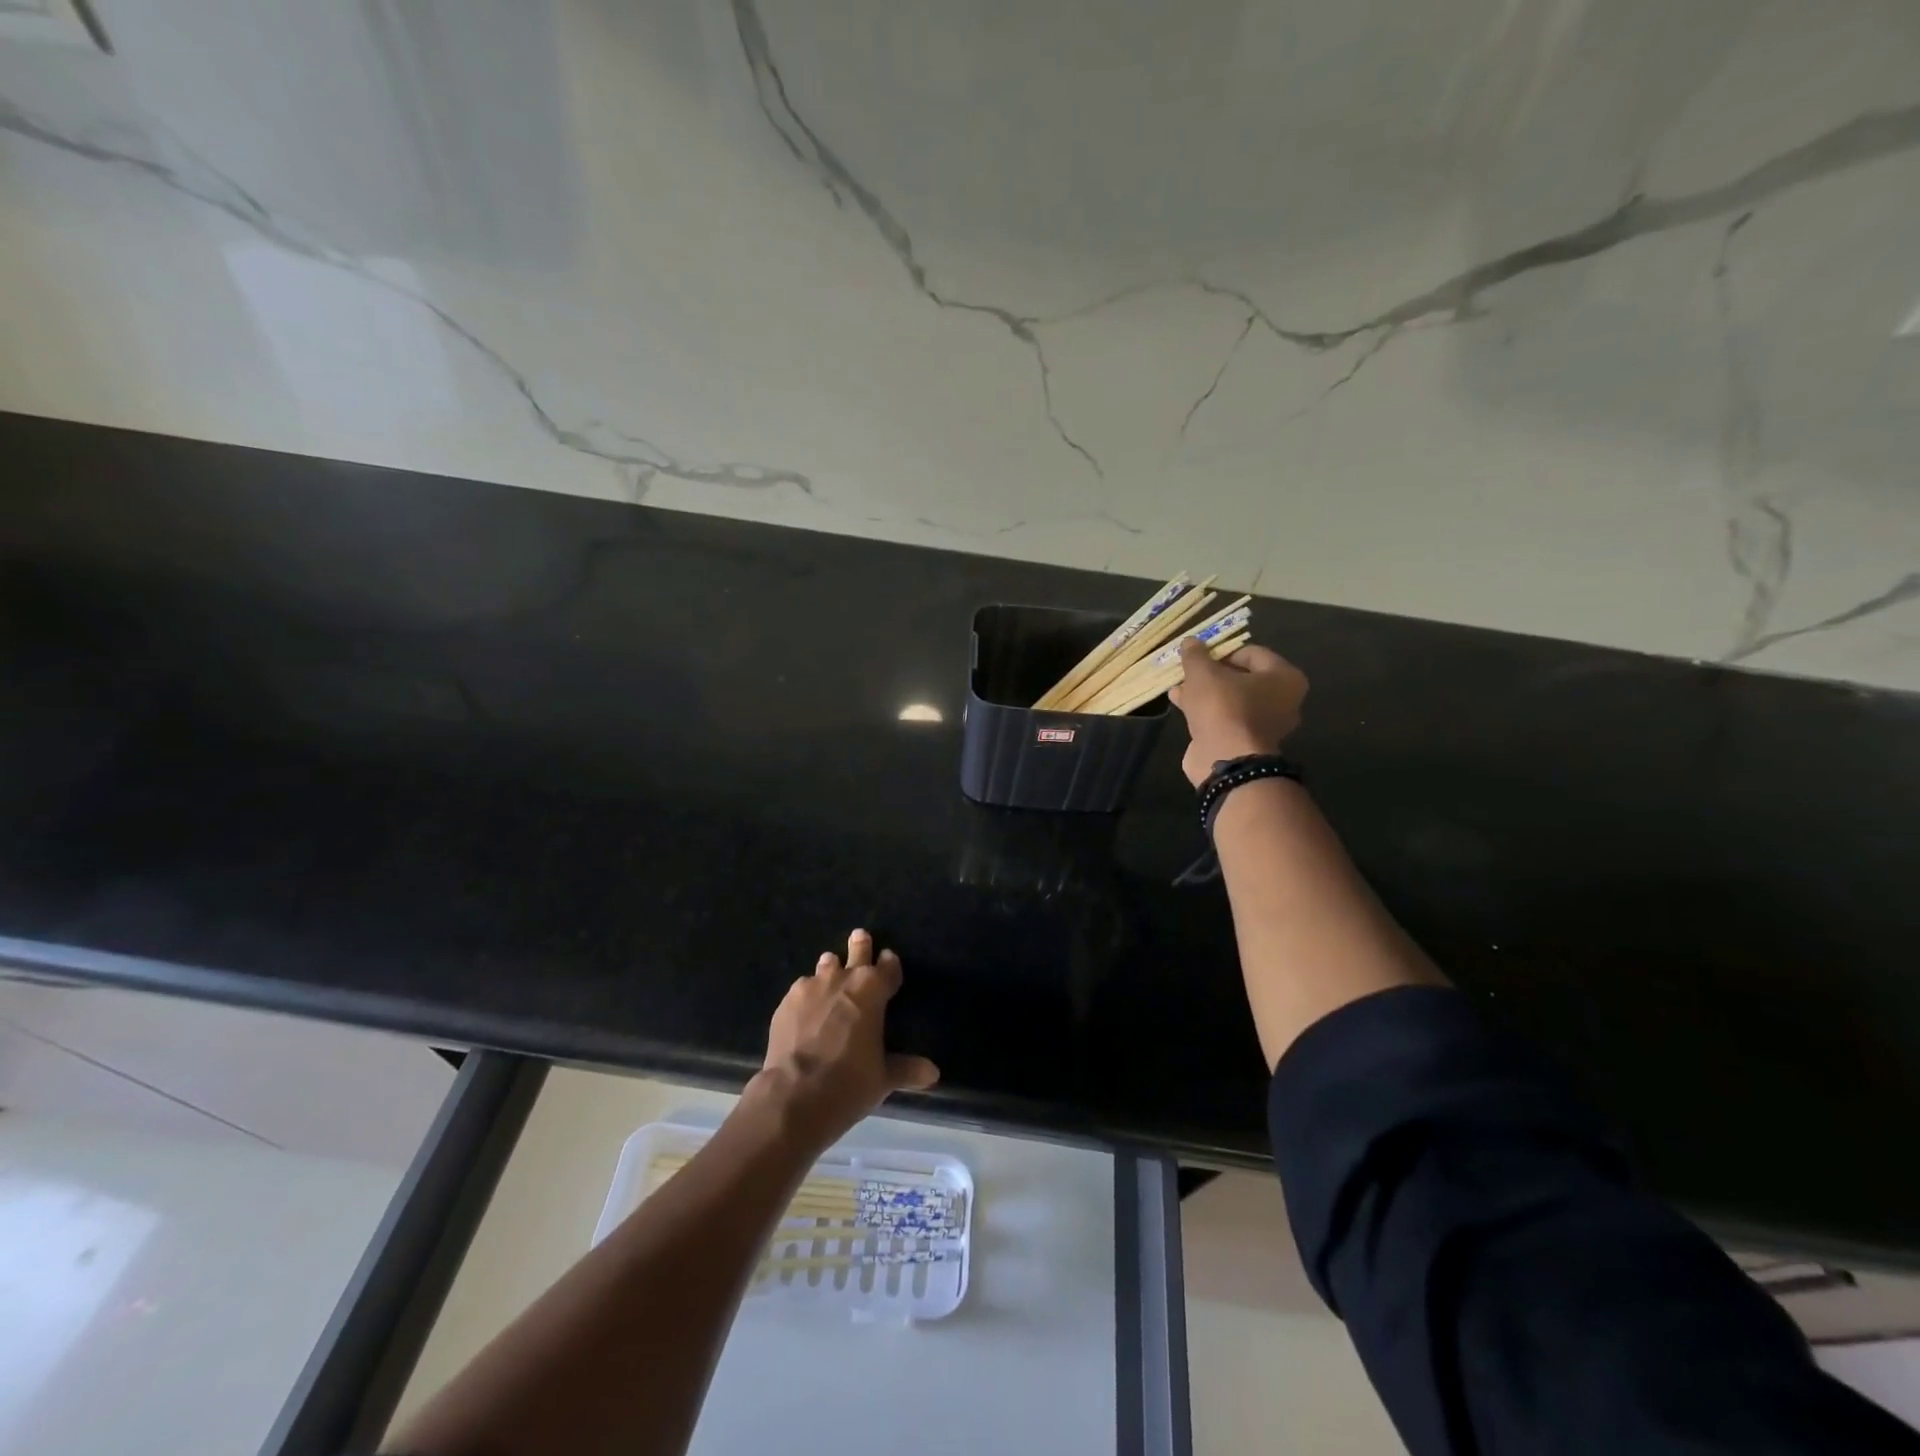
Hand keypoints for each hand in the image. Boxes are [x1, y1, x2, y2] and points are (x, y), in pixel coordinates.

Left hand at [755, 929, 939, 1153]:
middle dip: (861, 945)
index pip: (888, 967)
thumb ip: (906, 1069)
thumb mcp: (883, 1078)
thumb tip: (933, 1073)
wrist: (795, 1094)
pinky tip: (806, 1009)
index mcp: (873, 990)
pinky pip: (802, 989)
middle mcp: (844, 978)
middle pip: (857, 951)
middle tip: (860, 937)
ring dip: (831, 968)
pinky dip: (808, 995)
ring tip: (831, 972)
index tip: (889, 959)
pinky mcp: (787, 1001)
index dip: (890, 963)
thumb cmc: (849, 1082)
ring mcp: (812, 986)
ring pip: (826, 966)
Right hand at [1169, 638, 1308, 787]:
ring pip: (1230, 700)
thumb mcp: (1204, 673)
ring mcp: (1264, 725)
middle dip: (1212, 673)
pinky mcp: (1244, 743)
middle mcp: (1282, 701)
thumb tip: (1190, 642)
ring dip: (1204, 692)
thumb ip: (1196, 655)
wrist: (1225, 761)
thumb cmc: (1223, 707)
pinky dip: (1204, 711)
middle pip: (1241, 677)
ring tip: (1178, 686)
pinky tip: (1180, 703)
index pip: (1251, 653)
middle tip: (1188, 670)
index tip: (1198, 655)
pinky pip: (1223, 718)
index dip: (1221, 650)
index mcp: (1284, 677)